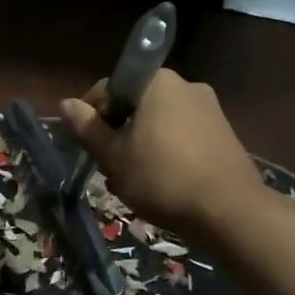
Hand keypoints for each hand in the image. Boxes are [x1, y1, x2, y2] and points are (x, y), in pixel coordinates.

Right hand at [60, 70, 263, 233]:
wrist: (229, 212)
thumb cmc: (162, 178)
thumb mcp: (114, 156)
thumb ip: (88, 128)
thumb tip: (66, 103)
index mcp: (156, 82)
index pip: (108, 88)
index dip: (90, 116)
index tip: (85, 146)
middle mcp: (185, 85)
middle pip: (135, 105)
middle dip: (117, 133)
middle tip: (108, 167)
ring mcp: (209, 108)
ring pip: (158, 122)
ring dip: (140, 145)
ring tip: (132, 180)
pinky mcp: (223, 133)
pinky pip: (181, 135)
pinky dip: (165, 152)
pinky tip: (161, 182)